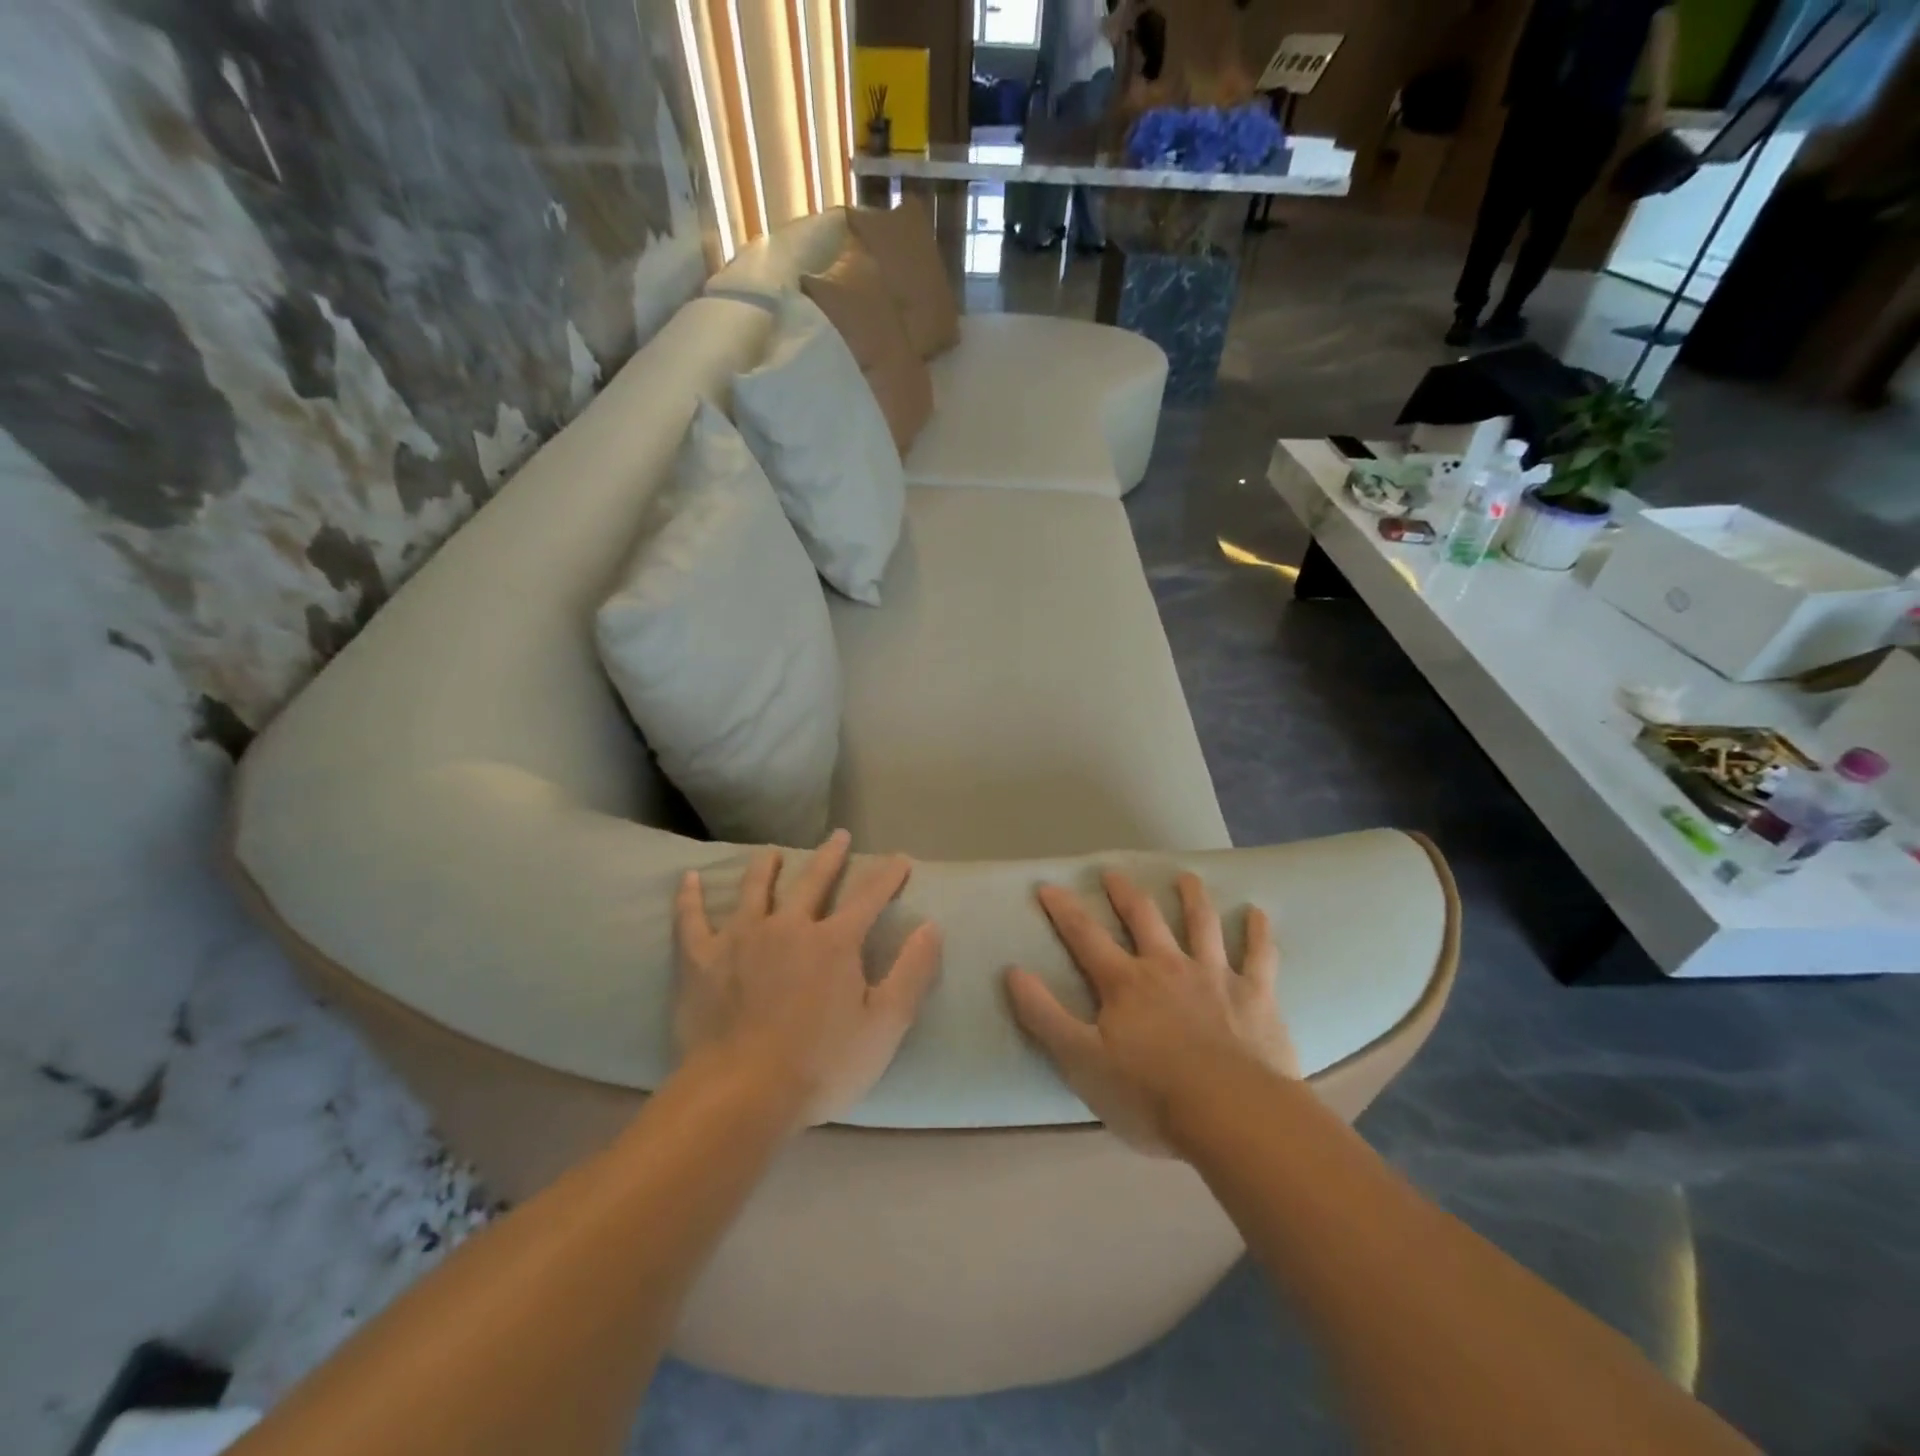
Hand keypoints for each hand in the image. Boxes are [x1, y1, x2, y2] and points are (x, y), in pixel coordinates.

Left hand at [675, 831, 941, 1128]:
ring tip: (772, 852)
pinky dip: (690, 898)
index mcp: (834, 942)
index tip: (901, 858)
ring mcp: (741, 939)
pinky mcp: (702, 960)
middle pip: (813, 881)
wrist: (742, 1095)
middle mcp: (789, 926)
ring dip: (766, 867)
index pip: (869, 897)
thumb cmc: (821, 1065)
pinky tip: (688, 879)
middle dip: (831, 857)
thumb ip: (912, 972)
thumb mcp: (885, 1025)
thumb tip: (931, 926)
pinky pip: (692, 920)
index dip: (888, 875)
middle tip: (839, 835)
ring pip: (755, 890)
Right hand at [1005, 870, 1296, 1154]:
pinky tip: (1258, 913)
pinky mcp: (1256, 996)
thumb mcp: (1081, 1061)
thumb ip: (1045, 1016)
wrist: (1232, 1116)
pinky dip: (1258, 932)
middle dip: (1125, 893)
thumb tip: (1013, 971)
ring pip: (1201, 925)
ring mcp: (1215, 977)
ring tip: (1186, 877)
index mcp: (1125, 983)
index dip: (1064, 910)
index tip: (1048, 886)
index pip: (1085, 936)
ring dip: (1192, 898)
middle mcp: (1167, 967)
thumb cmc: (1149, 1094)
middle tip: (1113, 872)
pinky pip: (1260, 956)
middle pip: (1143, 918)